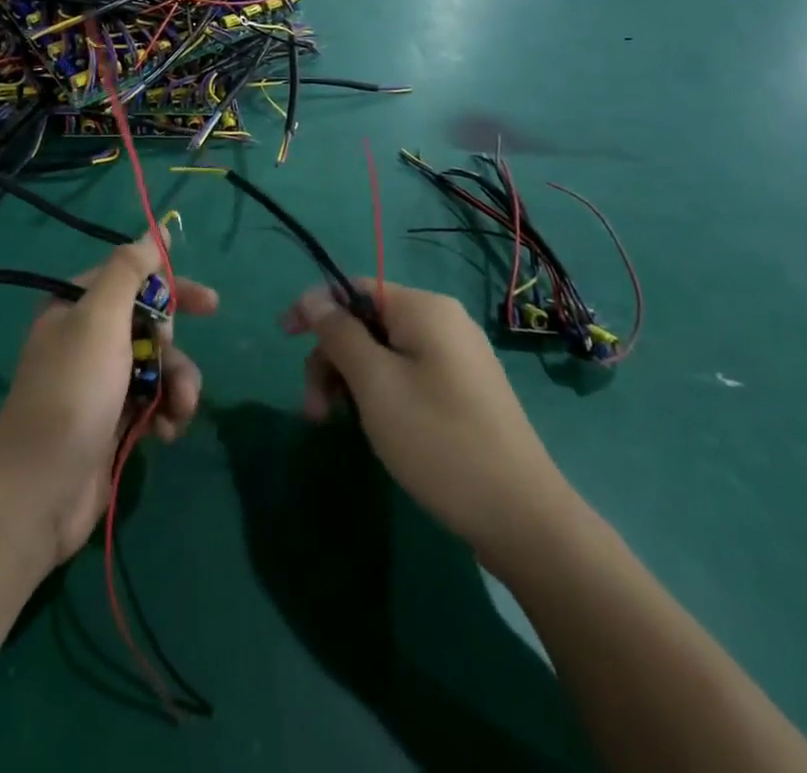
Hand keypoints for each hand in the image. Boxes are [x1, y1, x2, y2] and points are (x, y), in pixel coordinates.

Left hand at [0, 231, 217, 564]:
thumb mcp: (100, 318)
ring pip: (157, 365)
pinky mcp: (111, 420)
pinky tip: (167, 432)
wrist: (41, 488)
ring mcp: (99, 381)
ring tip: (179, 410)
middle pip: (149, 323)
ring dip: (176, 385)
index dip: (171, 287)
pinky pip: (152, 401)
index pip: (132, 279)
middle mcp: (85, 338)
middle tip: (172, 366)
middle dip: (172, 347)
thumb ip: (129, 270)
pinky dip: (166, 412)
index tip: (210, 304)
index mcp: (75, 305)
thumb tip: (155, 232)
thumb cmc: (73, 391)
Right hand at [282, 281, 575, 579]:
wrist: (523, 518)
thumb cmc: (439, 441)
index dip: (315, 308)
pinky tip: (372, 427)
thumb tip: (314, 298)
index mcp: (424, 308)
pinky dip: (378, 393)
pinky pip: (406, 373)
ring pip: (383, 352)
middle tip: (315, 409)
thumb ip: (339, 334)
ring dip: (351, 381)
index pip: (354, 287)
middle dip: (332, 359)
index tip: (284, 338)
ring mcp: (457, 357)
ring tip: (336, 425)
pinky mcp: (463, 390)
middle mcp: (443, 321)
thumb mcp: (375, 384)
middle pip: (367, 322)